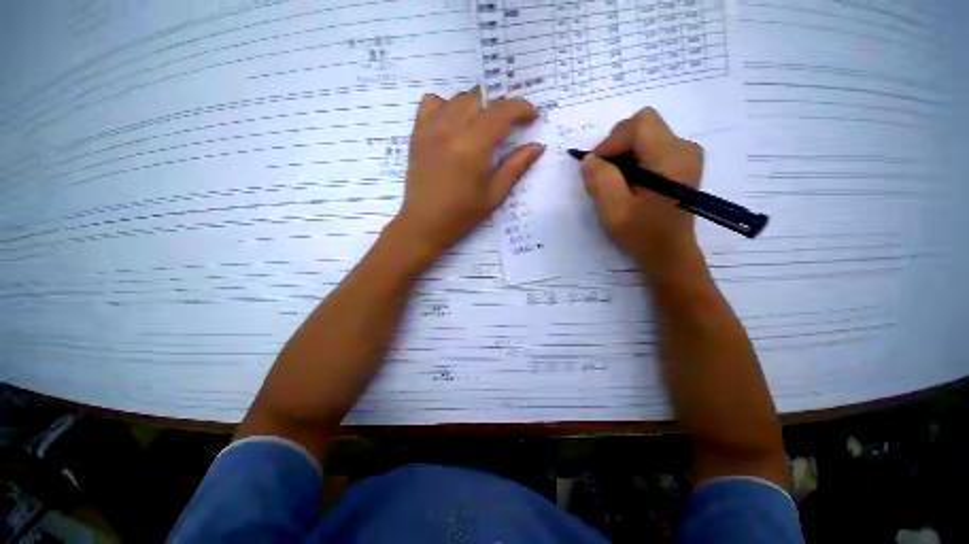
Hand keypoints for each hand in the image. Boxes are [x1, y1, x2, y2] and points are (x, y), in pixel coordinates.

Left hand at [393, 87, 544, 256]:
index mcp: (473, 147)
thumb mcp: (494, 195)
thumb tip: (538, 146)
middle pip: (481, 99)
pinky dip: (447, 105)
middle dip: (500, 108)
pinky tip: (454, 122)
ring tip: (483, 125)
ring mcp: (430, 128)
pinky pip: (432, 102)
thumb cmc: (462, 215)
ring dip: (477, 105)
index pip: (502, 112)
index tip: (532, 117)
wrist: (424, 224)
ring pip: (459, 98)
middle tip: (508, 127)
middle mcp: (451, 129)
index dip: (521, 108)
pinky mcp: (417, 133)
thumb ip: (516, 167)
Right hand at [581, 108, 704, 279]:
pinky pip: (651, 146)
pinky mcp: (682, 162)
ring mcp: (686, 154)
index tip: (597, 169)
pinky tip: (629, 182)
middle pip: (643, 125)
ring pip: (645, 134)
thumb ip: (600, 180)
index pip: (638, 125)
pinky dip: (633, 159)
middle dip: (616, 146)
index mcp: (671, 158)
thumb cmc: (642, 234)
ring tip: (616, 182)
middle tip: (604, 175)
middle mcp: (684, 147)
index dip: (611, 142)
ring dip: (623, 154)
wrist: (669, 253)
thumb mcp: (614, 211)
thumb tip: (589, 159)